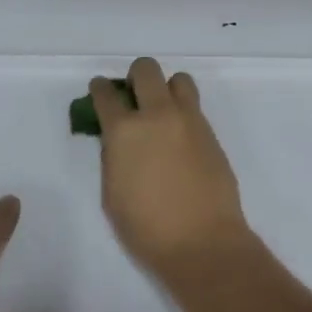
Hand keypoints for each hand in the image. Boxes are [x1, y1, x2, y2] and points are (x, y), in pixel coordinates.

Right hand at [91, 58, 252, 277]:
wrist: (202, 241)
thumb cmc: (146, 227)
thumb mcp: (112, 192)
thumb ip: (113, 157)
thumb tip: (120, 141)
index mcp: (124, 131)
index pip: (106, 94)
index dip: (99, 90)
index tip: (100, 92)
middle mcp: (158, 115)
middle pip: (146, 70)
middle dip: (135, 77)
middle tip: (133, 97)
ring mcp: (189, 121)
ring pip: (179, 80)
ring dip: (166, 88)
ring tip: (162, 112)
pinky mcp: (211, 134)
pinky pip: (195, 107)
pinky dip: (183, 112)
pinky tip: (179, 138)